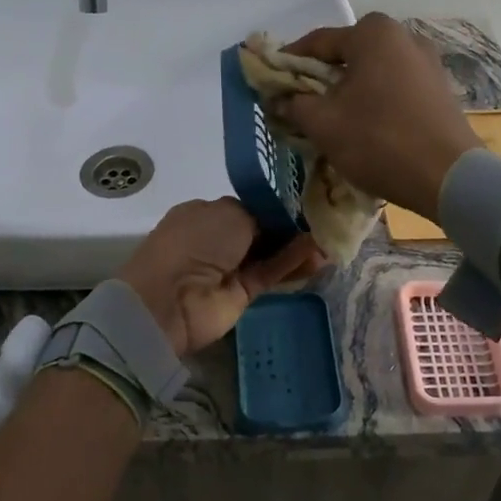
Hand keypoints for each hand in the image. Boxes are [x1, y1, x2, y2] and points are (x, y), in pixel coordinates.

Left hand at [116, 198, 325, 356]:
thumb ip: (262, 214)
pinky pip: (271, 273)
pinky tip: (319, 254)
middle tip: (325, 218)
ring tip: (330, 237)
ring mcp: (229, 267)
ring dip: (297, 246)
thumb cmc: (195, 242)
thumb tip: (282, 221)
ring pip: (270, 252)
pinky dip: (293, 263)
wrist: (170, 300)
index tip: (305, 200)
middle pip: (261, 229)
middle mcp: (216, 238)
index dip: (275, 204)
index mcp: (205, 212)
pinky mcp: (243, 293)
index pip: (247, 206)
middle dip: (290, 225)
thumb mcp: (229, 213)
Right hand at [273, 14, 481, 218]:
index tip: (271, 83)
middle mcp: (404, 37)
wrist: (448, 177)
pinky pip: (396, 87)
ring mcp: (428, 62)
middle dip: (322, 78)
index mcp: (373, 34)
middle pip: (349, 54)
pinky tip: (367, 125)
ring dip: (350, 90)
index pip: (318, 42)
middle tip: (301, 105)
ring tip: (333, 119)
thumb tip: (280, 98)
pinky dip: (376, 100)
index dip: (289, 62)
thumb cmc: (378, 140)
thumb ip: (295, 104)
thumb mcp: (324, 123)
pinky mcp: (440, 89)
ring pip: (374, 71)